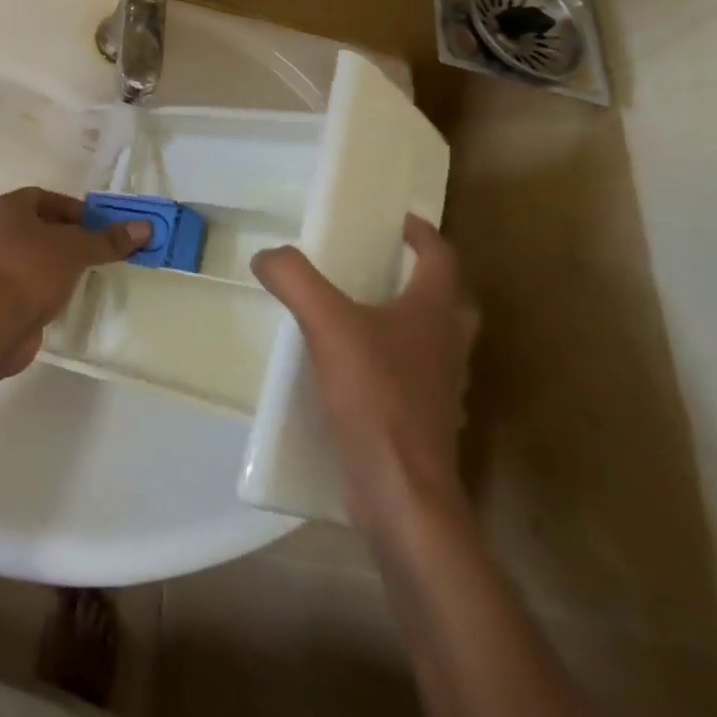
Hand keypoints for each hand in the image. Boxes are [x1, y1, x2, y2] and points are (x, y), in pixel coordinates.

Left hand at [0, 187, 148, 375]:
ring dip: (60, 258)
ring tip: (88, 270)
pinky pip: (29, 276)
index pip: (46, 197)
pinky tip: (68, 291)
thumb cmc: (33, 270)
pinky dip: (48, 280)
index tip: (99, 225)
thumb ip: (109, 239)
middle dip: (71, 234)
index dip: (75, 209)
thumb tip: (145, 227)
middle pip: (41, 224)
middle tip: (98, 247)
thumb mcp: (77, 249)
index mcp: (6, 208)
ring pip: (35, 252)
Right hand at [252, 216, 477, 530]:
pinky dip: (391, 364)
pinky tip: (353, 371)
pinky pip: (413, 378)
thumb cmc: (375, 397)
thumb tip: (267, 255)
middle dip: (421, 277)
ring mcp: (443, 389)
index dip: (422, 234)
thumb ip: (295, 280)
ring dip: (408, 322)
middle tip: (383, 265)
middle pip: (448, 300)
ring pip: (434, 341)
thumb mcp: (327, 325)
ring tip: (362, 314)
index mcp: (434, 313)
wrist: (402, 495)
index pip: (441, 257)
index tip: (398, 221)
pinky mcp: (425, 424)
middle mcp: (448, 346)